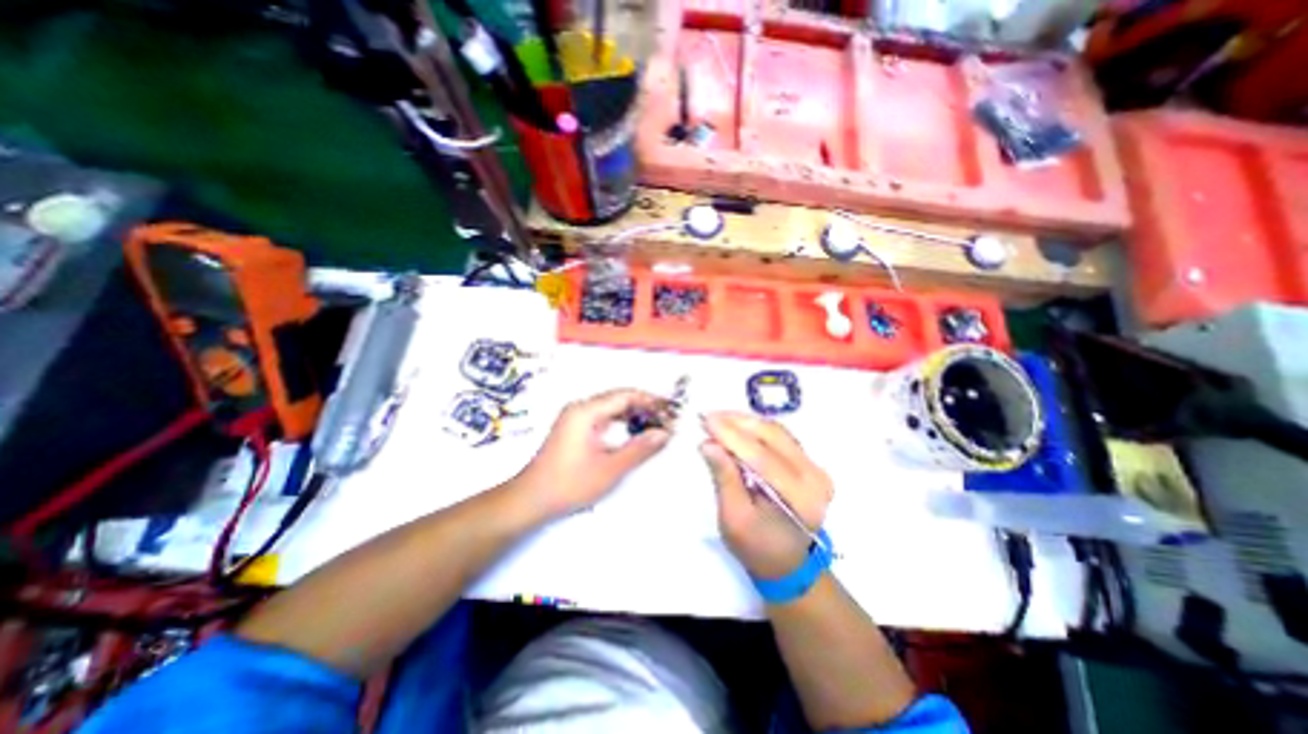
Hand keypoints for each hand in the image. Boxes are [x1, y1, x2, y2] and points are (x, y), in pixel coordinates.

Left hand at [515, 389, 669, 516]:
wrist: (530, 500)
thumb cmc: (569, 484)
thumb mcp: (609, 469)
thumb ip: (640, 449)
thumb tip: (665, 433)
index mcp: (586, 411)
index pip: (626, 395)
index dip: (651, 402)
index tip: (670, 412)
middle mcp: (580, 407)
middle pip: (619, 398)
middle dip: (645, 407)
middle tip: (667, 420)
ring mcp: (576, 417)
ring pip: (612, 408)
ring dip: (634, 415)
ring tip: (656, 426)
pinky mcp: (575, 427)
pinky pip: (604, 417)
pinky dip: (622, 423)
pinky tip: (635, 433)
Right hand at [701, 414, 830, 578]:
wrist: (789, 564)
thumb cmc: (757, 548)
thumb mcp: (734, 519)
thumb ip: (724, 478)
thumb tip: (708, 443)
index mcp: (799, 498)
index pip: (762, 456)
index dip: (732, 435)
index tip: (706, 419)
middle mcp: (815, 477)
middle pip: (773, 436)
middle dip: (738, 422)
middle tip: (709, 417)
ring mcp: (815, 467)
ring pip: (777, 431)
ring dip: (746, 422)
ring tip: (719, 420)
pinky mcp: (809, 462)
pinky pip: (780, 436)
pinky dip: (756, 428)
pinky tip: (737, 427)